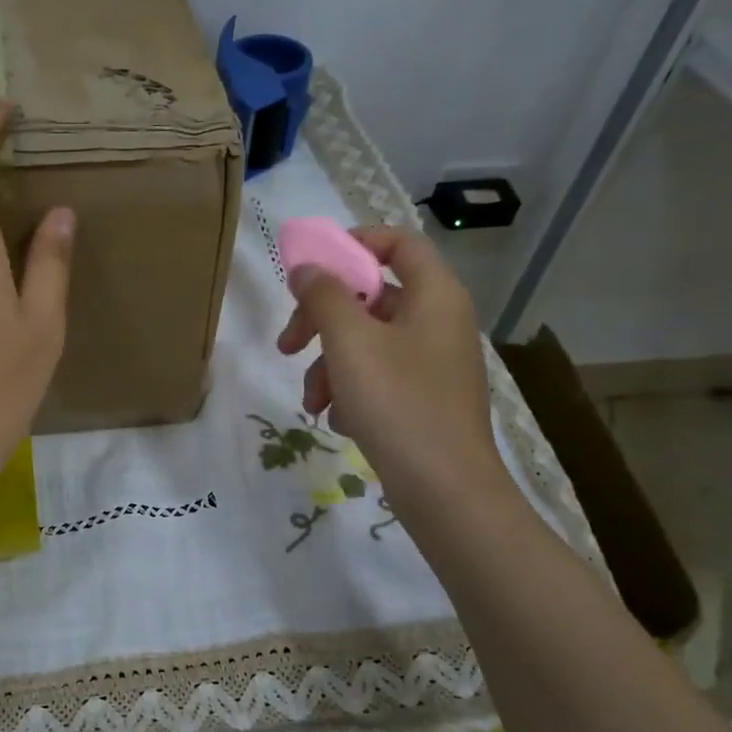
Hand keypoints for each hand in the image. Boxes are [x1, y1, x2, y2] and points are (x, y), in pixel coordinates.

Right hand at [276, 225, 509, 516]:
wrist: (443, 488)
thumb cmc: (397, 402)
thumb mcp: (350, 342)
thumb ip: (325, 296)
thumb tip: (308, 267)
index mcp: (434, 294)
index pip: (398, 242)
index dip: (353, 244)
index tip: (312, 268)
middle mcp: (438, 321)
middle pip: (371, 297)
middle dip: (322, 320)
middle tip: (288, 344)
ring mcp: (432, 363)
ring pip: (367, 343)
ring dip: (329, 365)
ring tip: (314, 402)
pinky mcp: (423, 399)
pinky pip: (378, 377)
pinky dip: (351, 391)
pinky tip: (339, 420)